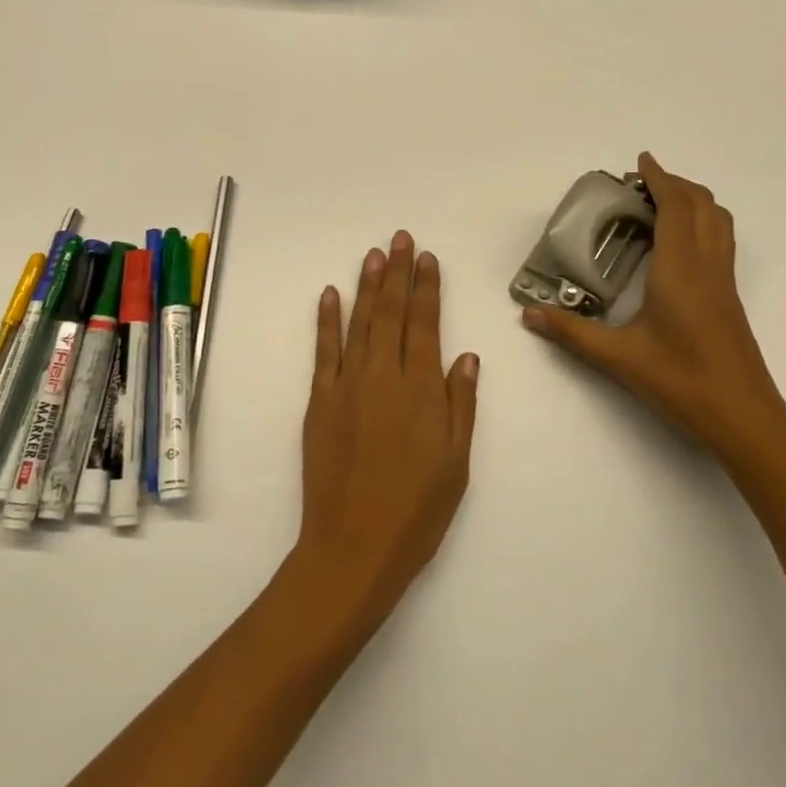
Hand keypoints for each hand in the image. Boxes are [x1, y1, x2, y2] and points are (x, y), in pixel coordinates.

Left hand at [291, 231, 479, 625]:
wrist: (353, 548)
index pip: (425, 324)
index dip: (427, 288)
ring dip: (367, 286)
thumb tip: (466, 355)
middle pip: (391, 313)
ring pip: (359, 323)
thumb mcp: (456, 463)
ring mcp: (347, 386)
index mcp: (421, 391)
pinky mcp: (319, 402)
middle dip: (397, 272)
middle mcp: (383, 377)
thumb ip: (460, 405)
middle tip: (400, 238)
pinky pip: (324, 351)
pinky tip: (331, 295)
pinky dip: (327, 321)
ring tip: (374, 254)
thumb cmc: (416, 511)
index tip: (427, 258)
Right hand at [521, 153, 785, 465]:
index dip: (660, 178)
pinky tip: (677, 246)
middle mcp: (707, 266)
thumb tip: (528, 314)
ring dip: (693, 201)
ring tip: (661, 204)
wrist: (745, 419)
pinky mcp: (730, 298)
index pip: (676, 207)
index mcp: (681, 269)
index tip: (640, 161)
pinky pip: (720, 241)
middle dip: (675, 184)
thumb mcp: (619, 358)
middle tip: (641, 184)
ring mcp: (724, 282)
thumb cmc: (682, 382)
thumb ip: (572, 333)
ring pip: (719, 222)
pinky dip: (702, 223)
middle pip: (703, 205)